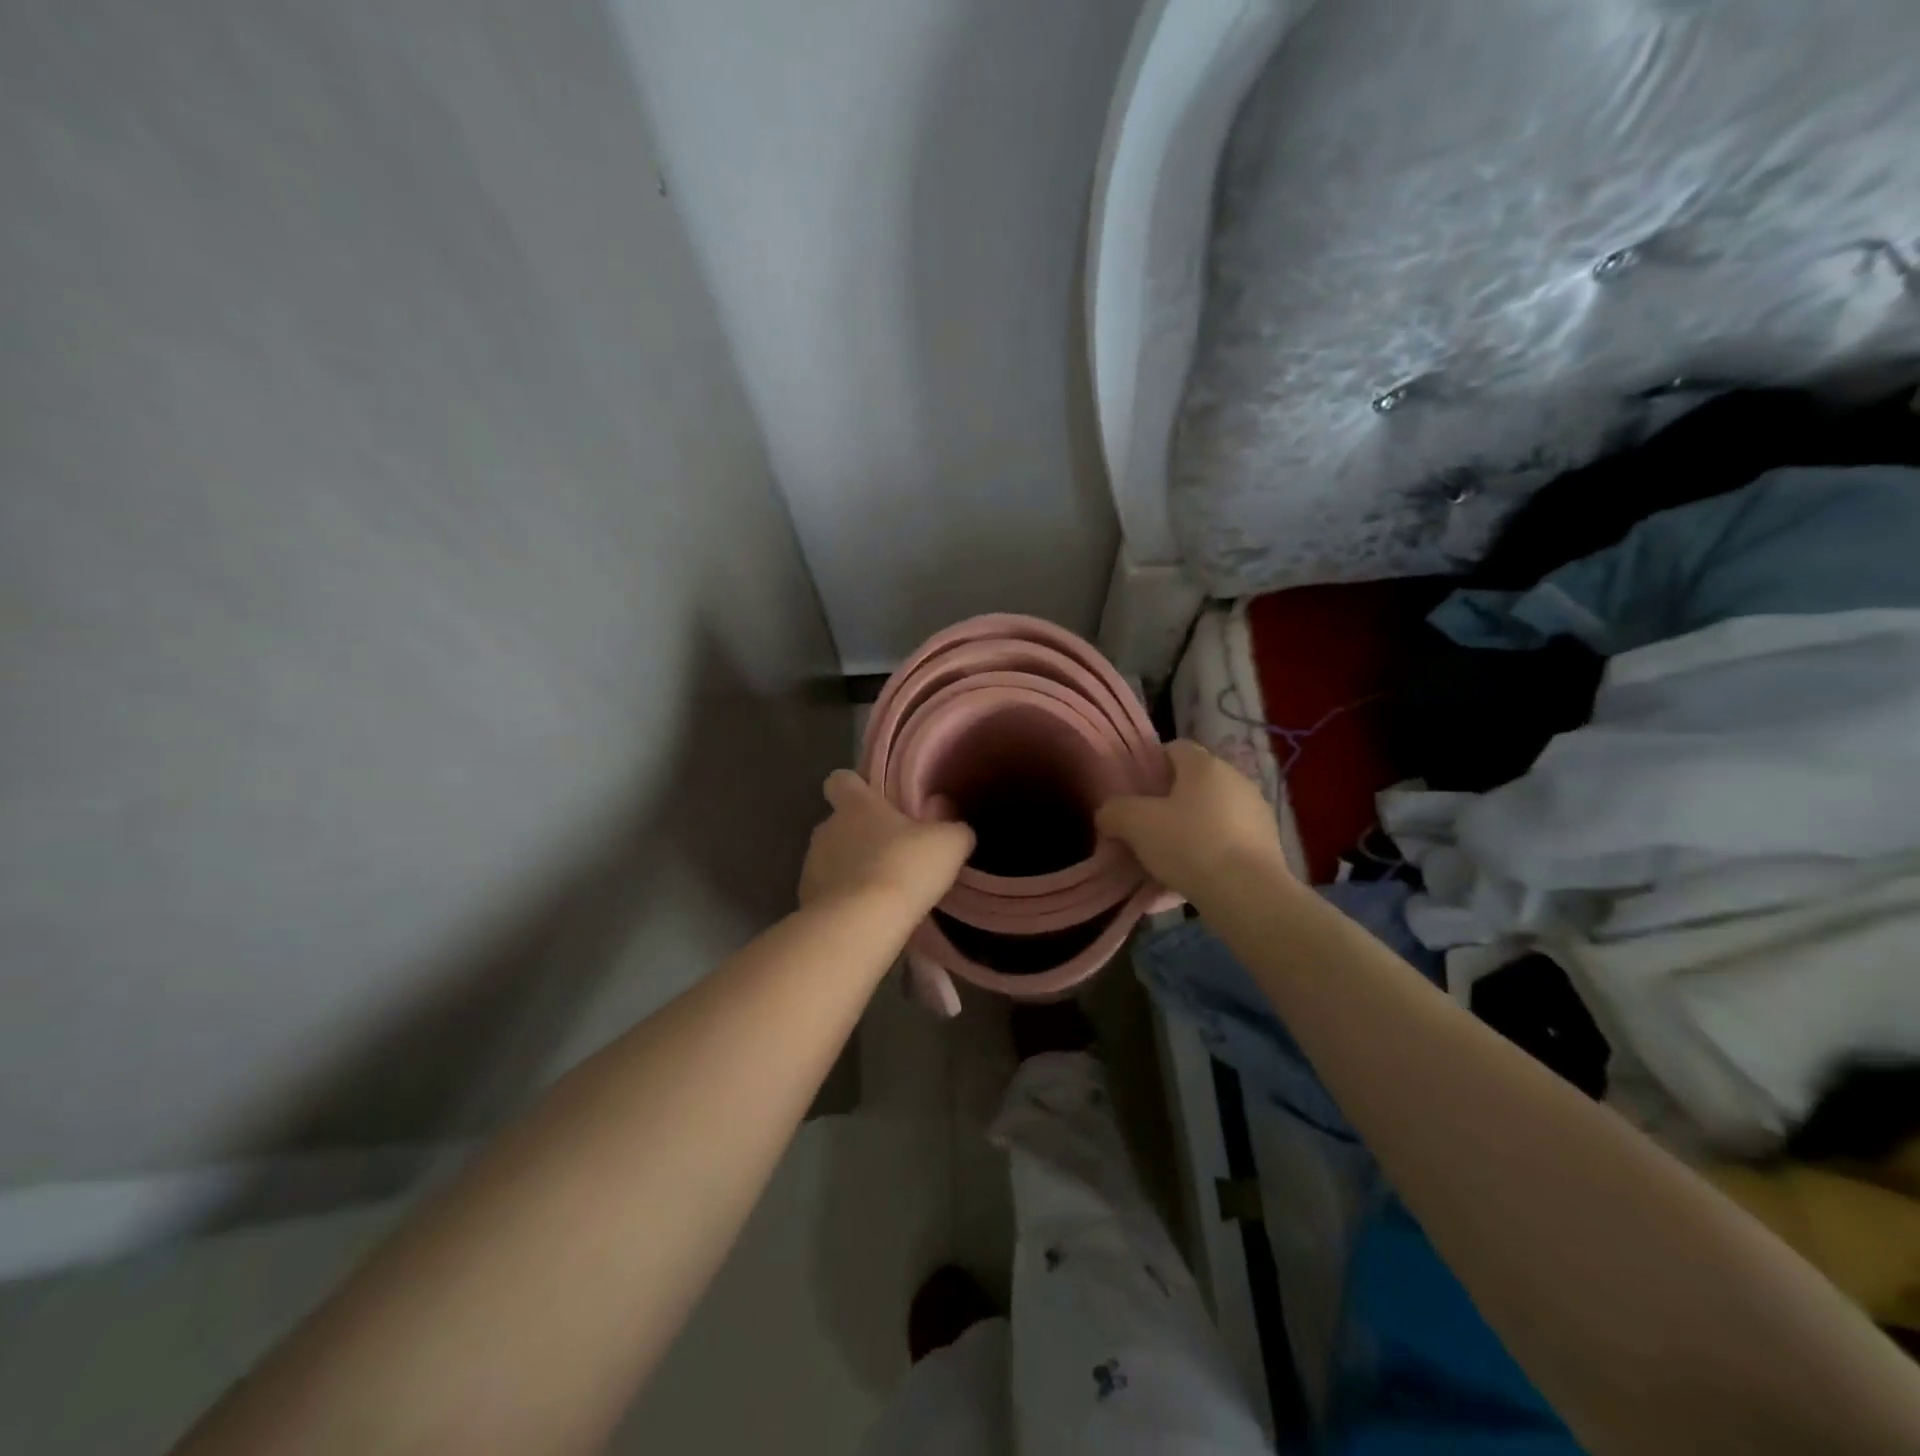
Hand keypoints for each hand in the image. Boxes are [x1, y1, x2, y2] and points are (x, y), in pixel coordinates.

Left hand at [799, 770, 975, 918]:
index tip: (872, 798)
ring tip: (880, 890)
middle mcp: (827, 828)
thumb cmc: (905, 867)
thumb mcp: (948, 843)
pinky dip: (843, 900)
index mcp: (856, 805)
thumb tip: (952, 824)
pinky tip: (866, 916)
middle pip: (839, 823)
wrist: (860, 923)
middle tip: (891, 853)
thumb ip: (953, 828)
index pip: (840, 780)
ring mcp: (811, 865)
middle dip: (859, 835)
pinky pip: (827, 893)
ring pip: (831, 859)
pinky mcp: (807, 901)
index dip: (854, 786)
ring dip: (851, 869)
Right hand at [1096, 740, 1294, 902]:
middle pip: (1192, 785)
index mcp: (1205, 765)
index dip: (1150, 766)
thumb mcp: (1135, 824)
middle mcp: (1235, 780)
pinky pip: (1226, 844)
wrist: (1248, 895)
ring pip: (1209, 817)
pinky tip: (1188, 883)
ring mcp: (1255, 813)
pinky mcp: (1267, 846)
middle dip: (1167, 806)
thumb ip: (1114, 811)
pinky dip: (1207, 857)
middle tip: (1144, 831)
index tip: (1133, 793)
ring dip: (1187, 834)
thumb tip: (1109, 814)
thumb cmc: (1189, 845)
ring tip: (1164, 864)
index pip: (1173, 748)